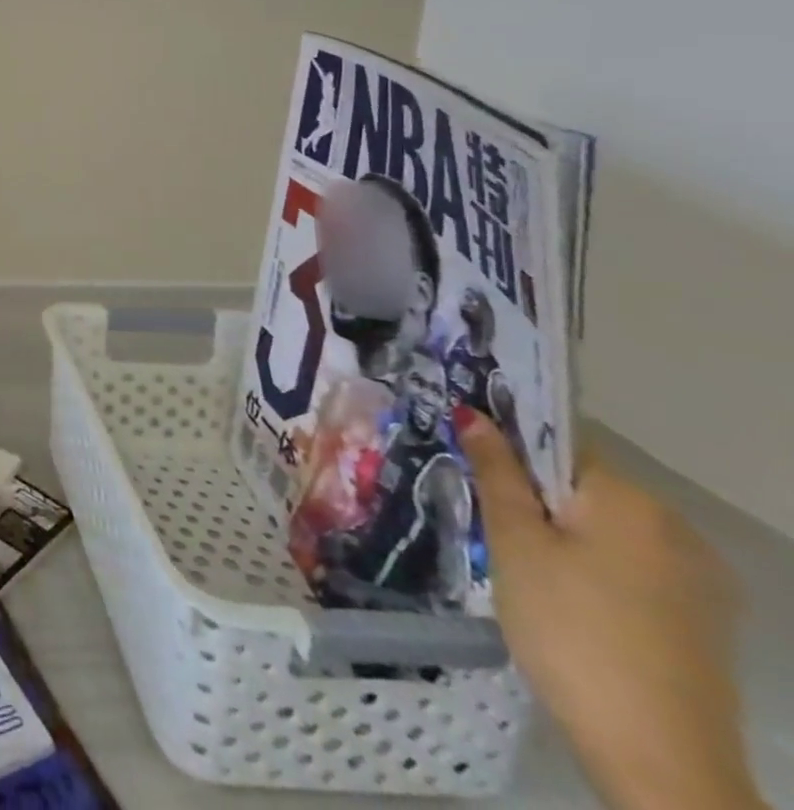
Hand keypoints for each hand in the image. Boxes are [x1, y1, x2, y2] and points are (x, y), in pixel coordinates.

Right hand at [456, 408, 763, 809]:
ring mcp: (697, 580)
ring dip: (558, 536)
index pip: (557, 445)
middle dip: (531, 498)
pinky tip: (562, 602)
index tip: (470, 468)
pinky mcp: (699, 621)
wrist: (657, 755)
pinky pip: (628, 568)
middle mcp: (674, 528)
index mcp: (630, 500)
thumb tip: (474, 413)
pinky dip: (590, 571)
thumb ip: (496, 472)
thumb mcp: (515, 542)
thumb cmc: (569, 627)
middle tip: (487, 525)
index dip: (509, 450)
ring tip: (517, 568)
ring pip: (603, 531)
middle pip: (581, 490)